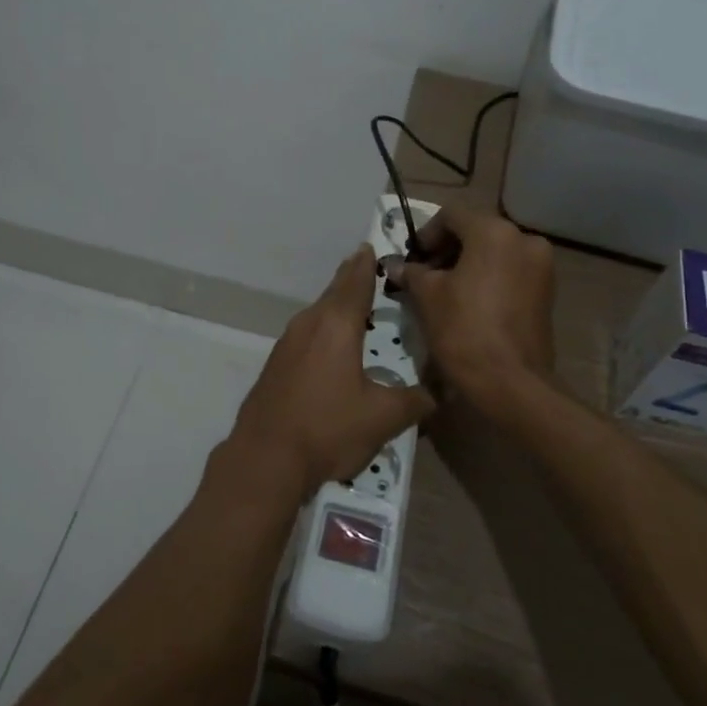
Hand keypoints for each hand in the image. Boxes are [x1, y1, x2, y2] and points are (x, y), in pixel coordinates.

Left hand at [215, 246, 434, 504]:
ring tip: (358, 306)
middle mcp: (309, 324)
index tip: (372, 246)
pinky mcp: (276, 364)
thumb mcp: (383, 417)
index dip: (367, 264)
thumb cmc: (328, 428)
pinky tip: (334, 346)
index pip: (355, 281)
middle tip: (369, 267)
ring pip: (318, 312)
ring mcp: (287, 343)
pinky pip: (307, 333)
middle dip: (352, 279)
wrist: (265, 458)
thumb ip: (416, 400)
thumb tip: (441, 393)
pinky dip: (324, 328)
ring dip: (337, 305)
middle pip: (334, 292)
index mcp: (336, 324)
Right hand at [385, 207, 556, 420]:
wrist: (511, 382)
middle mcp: (524, 240)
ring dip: (467, 264)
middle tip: (424, 275)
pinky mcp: (546, 291)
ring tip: (444, 292)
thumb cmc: (463, 330)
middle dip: (447, 250)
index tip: (413, 259)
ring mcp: (541, 266)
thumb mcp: (427, 297)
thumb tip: (397, 266)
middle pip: (476, 231)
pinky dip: (488, 278)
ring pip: (494, 252)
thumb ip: (412, 273)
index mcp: (494, 232)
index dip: (426, 234)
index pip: (451, 215)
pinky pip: (510, 272)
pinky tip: (468, 303)